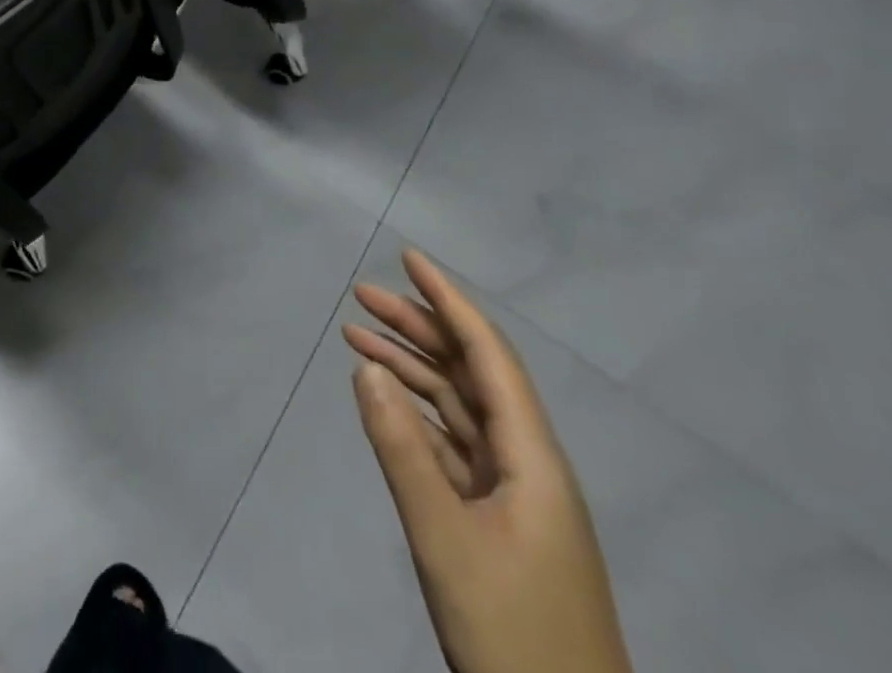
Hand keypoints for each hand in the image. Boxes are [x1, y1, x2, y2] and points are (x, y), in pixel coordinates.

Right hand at [344, 248, 632, 672]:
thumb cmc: (513, 632)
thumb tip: (367, 366)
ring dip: (412, 369)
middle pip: (470, 374)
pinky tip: (386, 403)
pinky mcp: (499, 522)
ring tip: (358, 337)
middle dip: (419, 327)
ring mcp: (516, 496)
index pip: (488, 356)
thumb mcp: (445, 539)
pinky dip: (418, 416)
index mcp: (534, 459)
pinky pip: (454, 446)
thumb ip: (402, 448)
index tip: (410, 259)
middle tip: (361, 295)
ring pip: (459, 408)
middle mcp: (529, 464)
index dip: (450, 301)